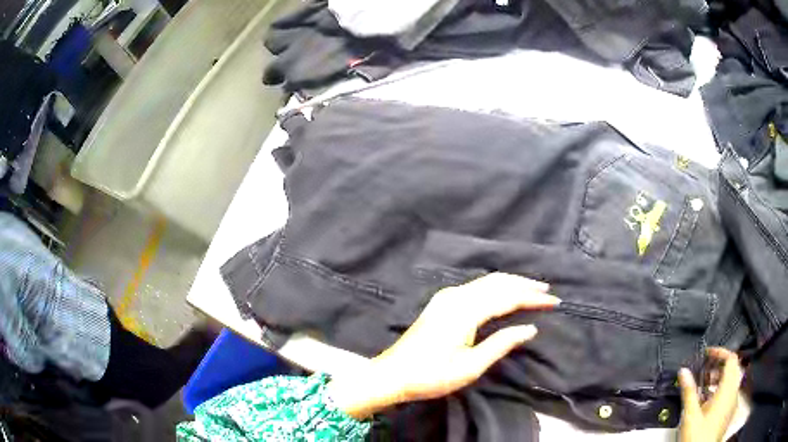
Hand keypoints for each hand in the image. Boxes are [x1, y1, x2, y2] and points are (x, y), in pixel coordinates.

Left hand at [328, 273, 559, 418]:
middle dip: (524, 285)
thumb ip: (502, 344)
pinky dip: (495, 287)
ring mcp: (446, 297)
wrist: (392, 374)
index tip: (554, 301)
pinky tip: (504, 293)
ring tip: (532, 289)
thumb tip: (530, 328)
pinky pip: (475, 286)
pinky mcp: (441, 302)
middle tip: (547, 291)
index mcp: (465, 311)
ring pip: (486, 281)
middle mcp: (456, 296)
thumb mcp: (470, 367)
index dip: (532, 298)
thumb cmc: (431, 376)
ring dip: (510, 283)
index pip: (507, 297)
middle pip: (497, 282)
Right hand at [678, 348, 742, 441]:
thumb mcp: (691, 415)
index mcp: (727, 389)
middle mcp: (734, 392)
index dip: (720, 352)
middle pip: (732, 369)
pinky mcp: (730, 413)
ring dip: (719, 380)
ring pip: (731, 382)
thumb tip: (683, 371)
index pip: (731, 358)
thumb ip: (689, 392)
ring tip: (704, 388)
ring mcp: (733, 403)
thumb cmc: (697, 436)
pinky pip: (730, 394)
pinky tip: (707, 404)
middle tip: (704, 372)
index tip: (708, 354)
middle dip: (719, 367)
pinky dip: (721, 392)